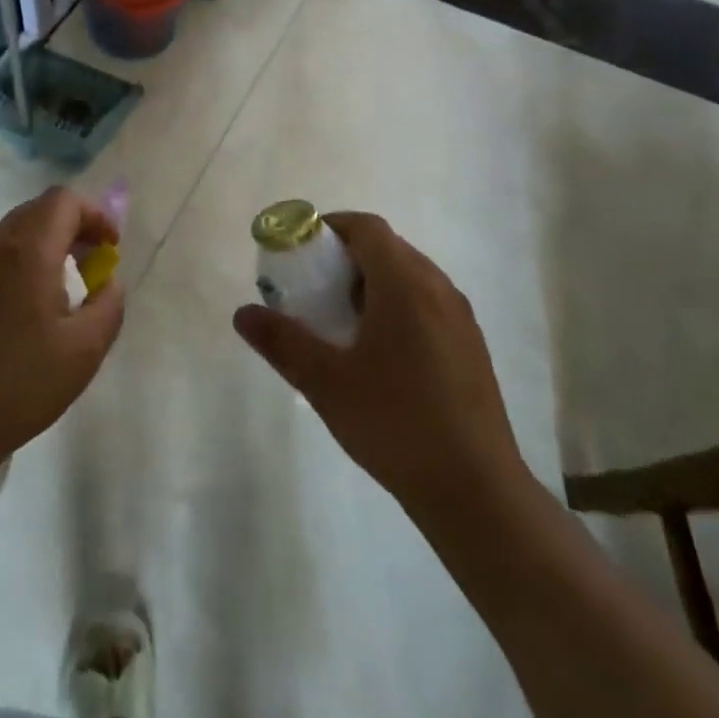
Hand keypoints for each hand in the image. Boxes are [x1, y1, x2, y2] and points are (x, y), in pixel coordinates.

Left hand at [0, 187, 123, 474]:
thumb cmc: (20, 386)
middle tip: (91, 263)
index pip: (64, 201)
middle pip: (37, 210)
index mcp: (27, 252)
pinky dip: (15, 264)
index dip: (95, 215)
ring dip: (42, 245)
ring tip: (59, 288)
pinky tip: (19, 310)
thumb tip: (109, 281)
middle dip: (71, 227)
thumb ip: (109, 305)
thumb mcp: (84, 351)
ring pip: (10, 233)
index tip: (110, 248)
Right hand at [233, 212, 529, 517]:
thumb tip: (243, 313)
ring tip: (343, 322)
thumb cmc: (395, 423)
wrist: (475, 490)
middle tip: (314, 290)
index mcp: (405, 284)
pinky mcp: (472, 345)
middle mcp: (438, 287)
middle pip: (388, 248)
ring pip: (410, 276)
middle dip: (347, 258)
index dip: (331, 228)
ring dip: (373, 282)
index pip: (366, 227)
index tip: (302, 253)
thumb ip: (282, 342)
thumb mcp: (325, 382)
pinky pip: (428, 302)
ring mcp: (460, 317)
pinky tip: (380, 354)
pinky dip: (398, 305)